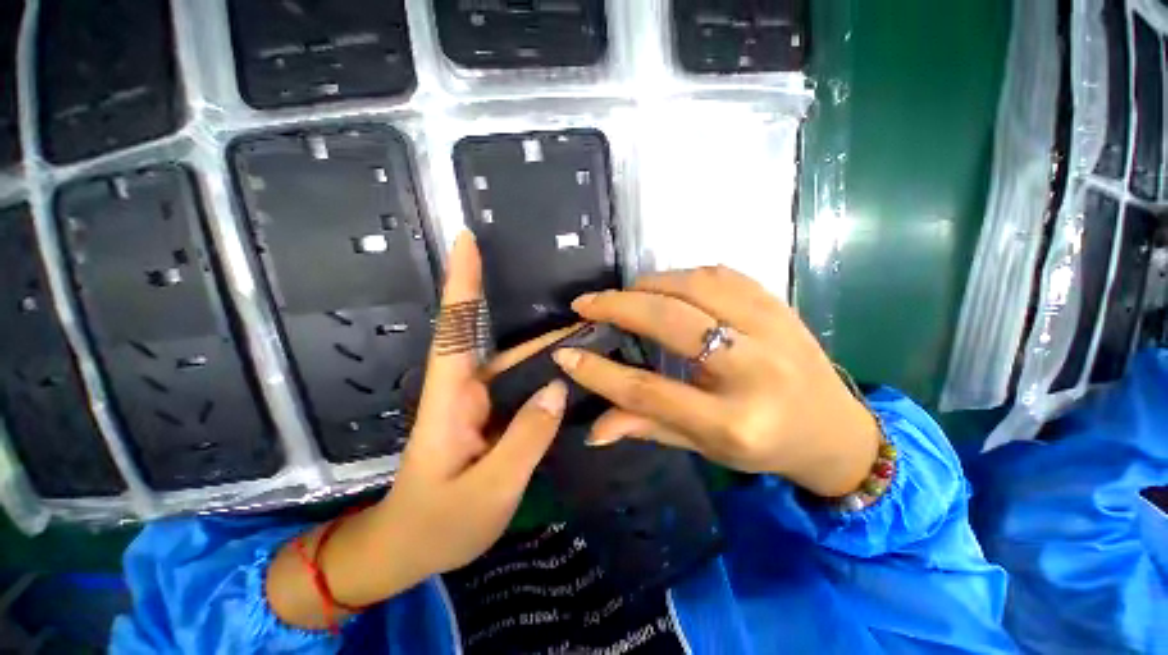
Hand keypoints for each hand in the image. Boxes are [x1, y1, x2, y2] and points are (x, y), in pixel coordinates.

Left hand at [373, 233, 568, 579]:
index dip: (461, 281)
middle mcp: (464, 389)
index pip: (455, 326)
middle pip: (501, 342)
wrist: (409, 548)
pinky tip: (572, 374)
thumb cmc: (437, 524)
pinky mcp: (491, 417)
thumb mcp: (488, 490)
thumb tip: (558, 386)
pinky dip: (545, 374)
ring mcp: (479, 403)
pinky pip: (522, 387)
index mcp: (450, 398)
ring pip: (517, 364)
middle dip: (540, 324)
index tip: (466, 239)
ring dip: (549, 350)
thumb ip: (525, 439)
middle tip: (586, 313)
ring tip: (591, 341)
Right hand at [553, 265, 879, 497]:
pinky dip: (684, 275)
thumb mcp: (705, 448)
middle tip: (587, 304)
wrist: (834, 430)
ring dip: (650, 285)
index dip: (599, 372)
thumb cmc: (765, 447)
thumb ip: (648, 427)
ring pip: (696, 286)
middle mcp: (755, 371)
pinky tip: (667, 288)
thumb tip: (594, 428)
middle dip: (619, 307)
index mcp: (734, 422)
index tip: (566, 353)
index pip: (648, 390)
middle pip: (671, 323)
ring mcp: (773, 330)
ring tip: (626, 296)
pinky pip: (723, 275)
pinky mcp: (780, 305)